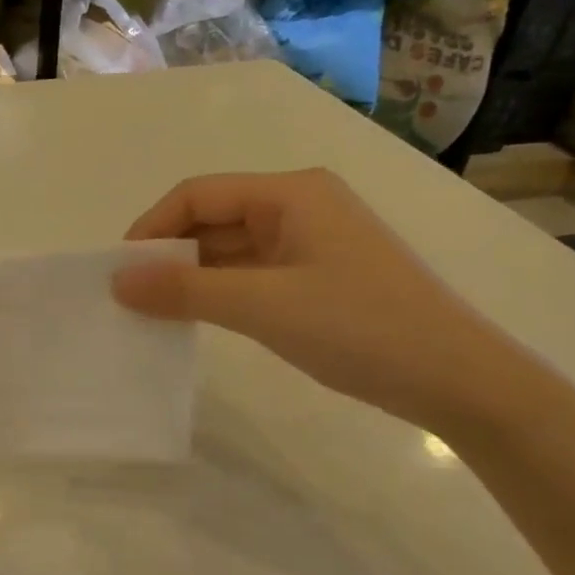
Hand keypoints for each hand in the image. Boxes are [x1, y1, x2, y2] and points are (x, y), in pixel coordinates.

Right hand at [114, 170, 514, 429]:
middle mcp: (298, 207)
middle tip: (130, 296)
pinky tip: (196, 318)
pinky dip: (219, 292)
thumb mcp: (263, 306)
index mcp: (290, 194)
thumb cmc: (359, 328)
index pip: (198, 194)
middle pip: (213, 218)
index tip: (120, 270)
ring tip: (153, 311)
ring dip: (191, 276)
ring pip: (230, 248)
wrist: (457, 380)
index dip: (153, 227)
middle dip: (169, 253)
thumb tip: (117, 281)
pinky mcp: (316, 277)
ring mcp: (310, 243)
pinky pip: (251, 273)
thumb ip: (185, 291)